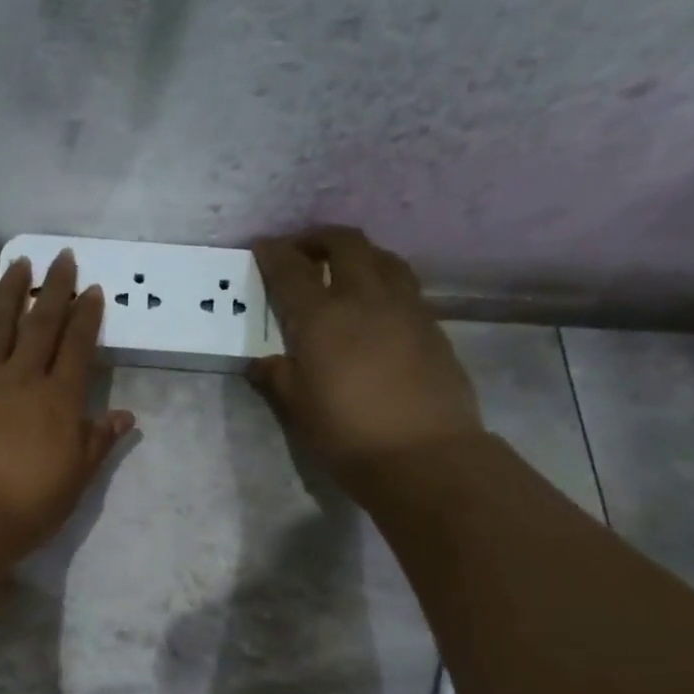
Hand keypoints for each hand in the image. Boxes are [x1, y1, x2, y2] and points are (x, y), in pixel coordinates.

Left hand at [0, 252, 134, 565]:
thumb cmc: (20, 509)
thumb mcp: (72, 483)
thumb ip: (97, 444)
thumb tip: (126, 415)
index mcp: (58, 402)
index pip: (78, 349)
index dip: (87, 318)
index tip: (92, 290)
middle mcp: (20, 378)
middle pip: (41, 326)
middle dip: (55, 290)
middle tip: (62, 257)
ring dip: (10, 290)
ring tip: (20, 262)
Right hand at [248, 227, 481, 479]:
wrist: (422, 454)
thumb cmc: (346, 433)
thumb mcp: (297, 409)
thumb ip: (277, 377)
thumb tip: (264, 362)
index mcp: (322, 317)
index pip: (292, 270)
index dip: (274, 254)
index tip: (262, 247)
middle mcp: (364, 298)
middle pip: (345, 244)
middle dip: (318, 239)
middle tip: (302, 251)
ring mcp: (405, 307)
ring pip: (381, 257)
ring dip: (356, 253)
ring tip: (341, 269)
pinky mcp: (431, 324)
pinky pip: (403, 283)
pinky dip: (382, 278)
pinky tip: (374, 303)